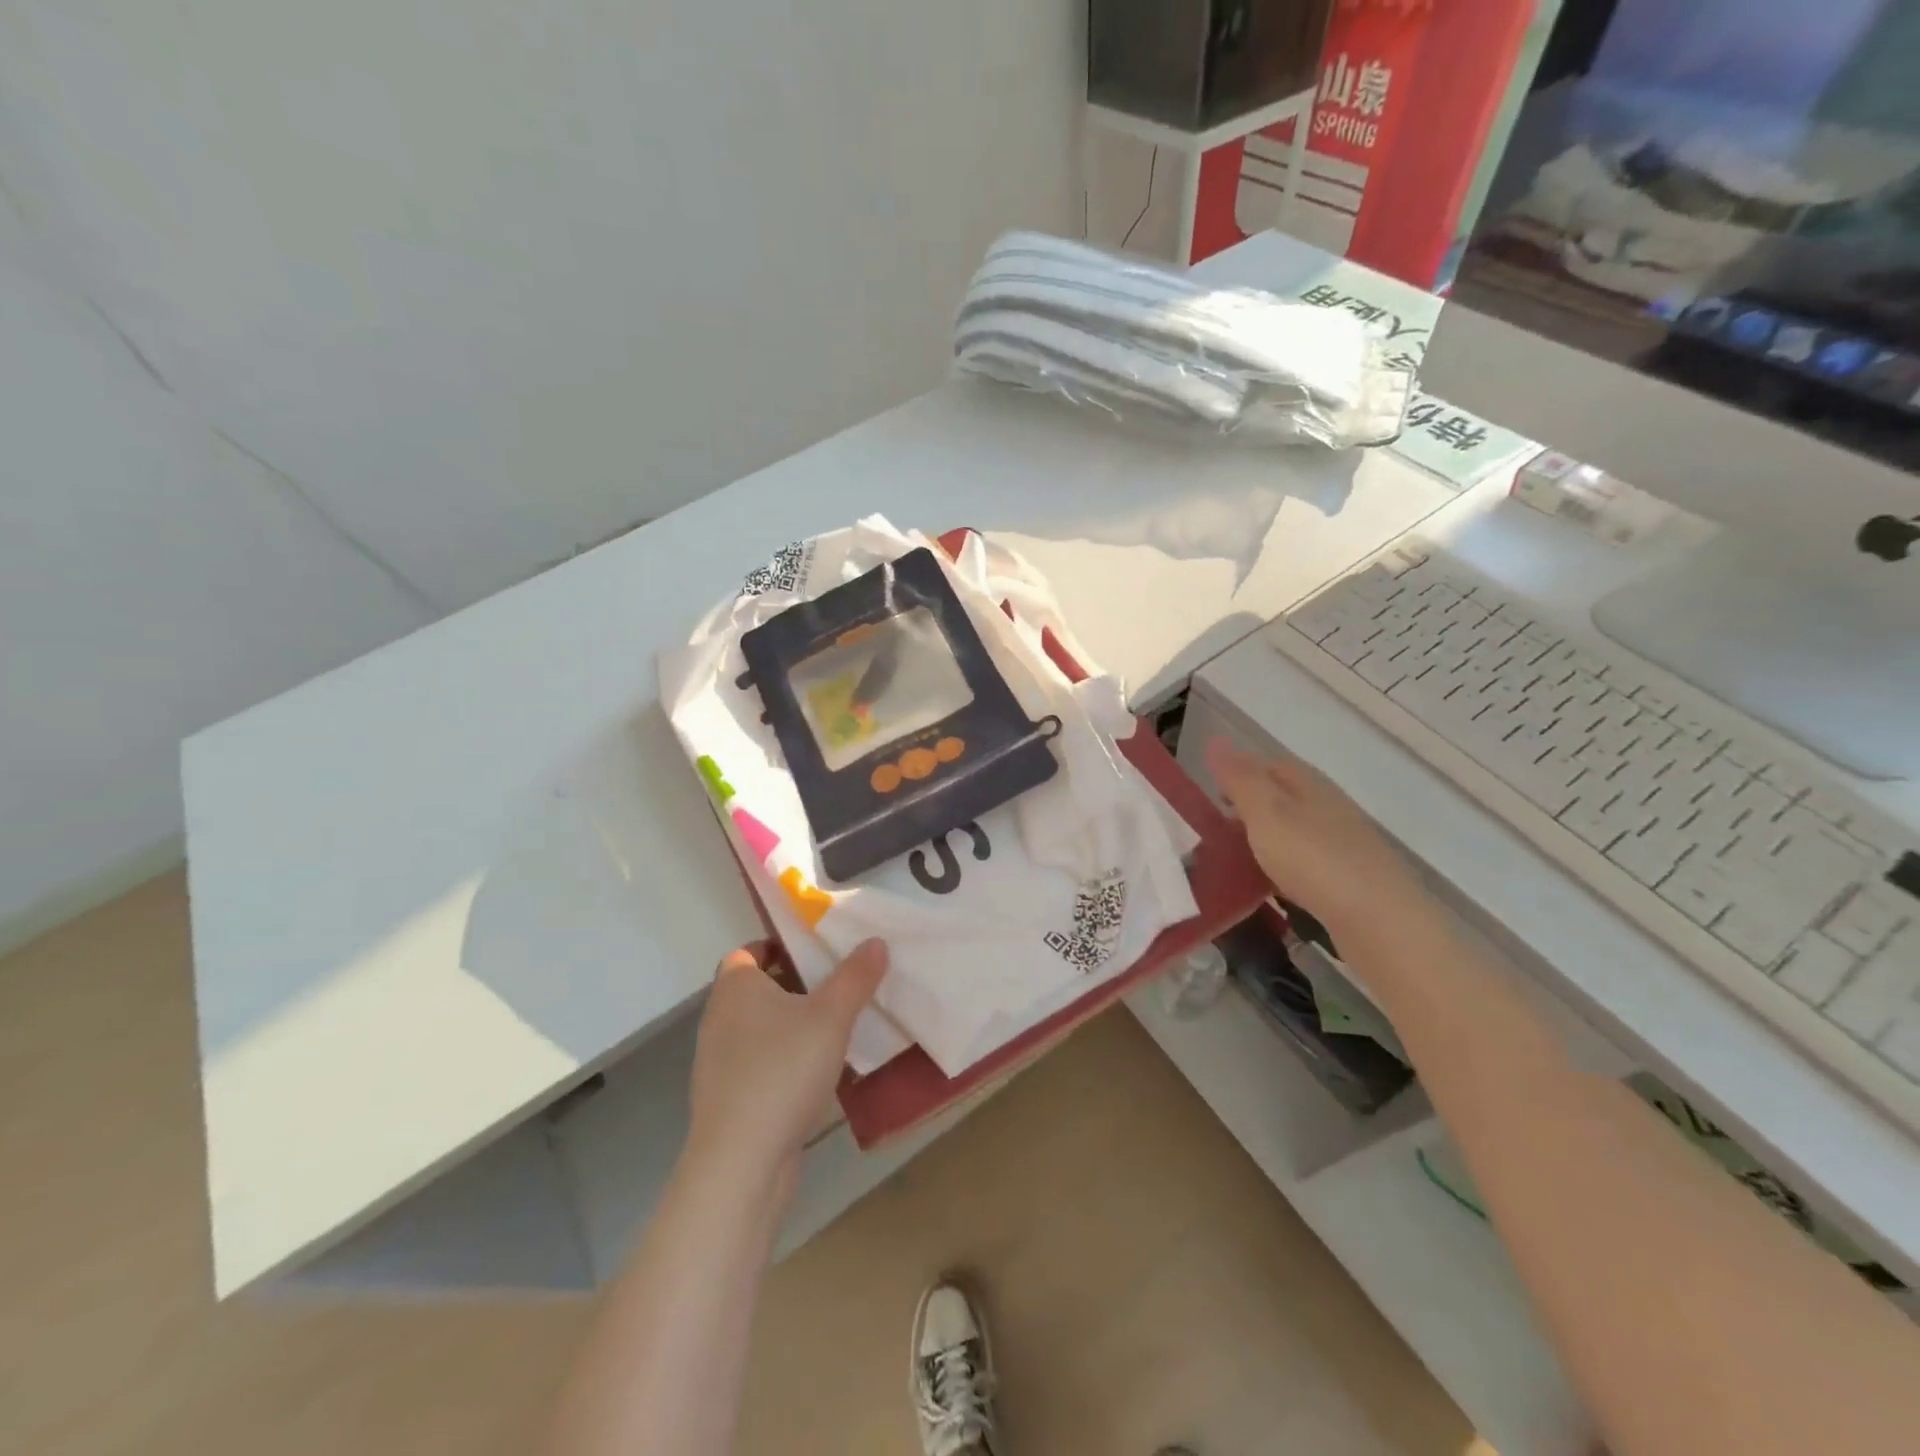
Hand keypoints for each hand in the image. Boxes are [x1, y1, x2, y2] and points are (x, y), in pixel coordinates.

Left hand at [686, 939, 888, 1188]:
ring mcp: (720, 1062)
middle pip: (757, 989)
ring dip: (793, 1025)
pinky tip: (820, 1073)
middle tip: (838, 983)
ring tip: (836, 1026)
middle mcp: (720, 1018)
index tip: (815, 950)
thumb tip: (875, 942)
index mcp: (735, 987)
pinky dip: (786, 1060)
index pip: (747, 951)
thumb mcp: (831, 1016)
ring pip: (761, 1028)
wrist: (741, 1162)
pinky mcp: (729, 1099)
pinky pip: (761, 1064)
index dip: (779, 946)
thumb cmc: (782, 1070)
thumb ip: (855, 976)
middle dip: (795, 984)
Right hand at [1205, 738, 1425, 939]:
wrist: (1379, 921)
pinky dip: (1284, 868)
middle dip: (1252, 808)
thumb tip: (1216, 739)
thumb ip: (1240, 779)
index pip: (1271, 765)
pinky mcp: (1350, 880)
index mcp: (1310, 785)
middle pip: (1285, 798)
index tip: (1212, 797)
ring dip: (1268, 839)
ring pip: (1296, 831)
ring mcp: (1344, 845)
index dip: (1240, 774)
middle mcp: (1330, 808)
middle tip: (1218, 831)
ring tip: (1238, 860)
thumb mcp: (1266, 813)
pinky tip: (1272, 886)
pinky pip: (1307, 864)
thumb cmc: (1314, 859)